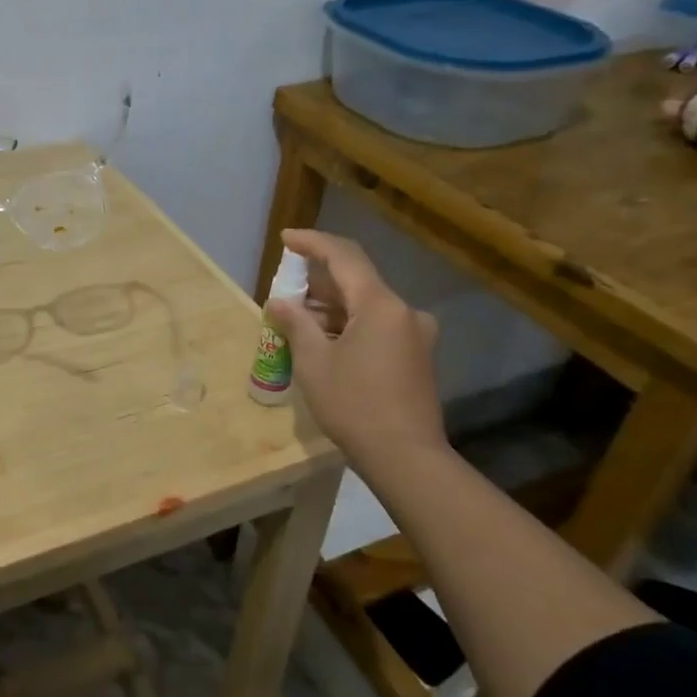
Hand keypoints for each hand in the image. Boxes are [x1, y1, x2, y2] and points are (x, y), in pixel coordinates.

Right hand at [265, 229, 445, 461]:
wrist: (406, 457)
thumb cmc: (354, 405)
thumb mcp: (314, 362)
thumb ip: (296, 323)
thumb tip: (279, 302)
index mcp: (380, 305)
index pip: (344, 256)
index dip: (312, 243)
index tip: (286, 238)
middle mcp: (404, 311)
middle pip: (356, 281)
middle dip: (318, 281)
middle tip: (285, 290)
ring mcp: (415, 335)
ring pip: (367, 305)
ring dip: (332, 306)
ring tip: (297, 319)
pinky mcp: (416, 356)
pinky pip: (378, 325)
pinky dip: (349, 324)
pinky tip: (324, 340)